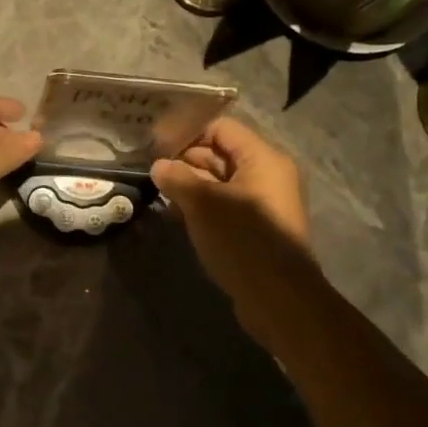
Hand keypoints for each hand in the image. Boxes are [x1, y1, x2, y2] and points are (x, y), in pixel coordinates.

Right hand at [150, 116, 312, 316]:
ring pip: (219, 182)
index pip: (221, 128)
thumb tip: (158, 166)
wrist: (278, 298)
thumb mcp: (203, 204)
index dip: (188, 132)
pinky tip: (174, 216)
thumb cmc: (242, 240)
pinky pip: (224, 206)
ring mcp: (262, 203)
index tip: (155, 144)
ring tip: (156, 192)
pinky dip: (201, 206)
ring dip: (189, 185)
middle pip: (220, 154)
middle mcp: (267, 175)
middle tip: (149, 169)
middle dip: (185, 161)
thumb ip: (177, 178)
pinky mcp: (255, 228)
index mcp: (262, 159)